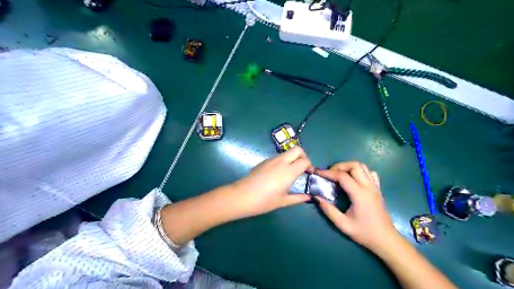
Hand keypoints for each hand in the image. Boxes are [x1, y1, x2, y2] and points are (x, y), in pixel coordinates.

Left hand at [232, 148, 313, 217]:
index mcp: (288, 171)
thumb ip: (298, 198)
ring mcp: (271, 160)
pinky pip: (278, 157)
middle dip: (303, 156)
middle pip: (297, 149)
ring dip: (293, 158)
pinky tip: (280, 173)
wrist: (241, 196)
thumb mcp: (283, 201)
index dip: (310, 165)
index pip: (305, 160)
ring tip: (292, 172)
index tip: (309, 174)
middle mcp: (281, 161)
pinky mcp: (264, 161)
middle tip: (303, 168)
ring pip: (287, 152)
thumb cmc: (264, 201)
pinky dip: (284, 161)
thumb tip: (309, 197)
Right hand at [313, 161, 395, 250]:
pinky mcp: (378, 189)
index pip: (342, 176)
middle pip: (354, 165)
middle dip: (339, 166)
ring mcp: (375, 186)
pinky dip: (360, 171)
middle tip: (330, 173)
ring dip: (349, 167)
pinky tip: (353, 179)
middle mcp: (368, 186)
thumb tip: (316, 197)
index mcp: (359, 194)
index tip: (318, 172)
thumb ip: (328, 210)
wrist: (386, 240)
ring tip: (339, 174)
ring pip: (363, 166)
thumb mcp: (343, 224)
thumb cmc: (364, 233)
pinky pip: (370, 173)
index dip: (328, 173)